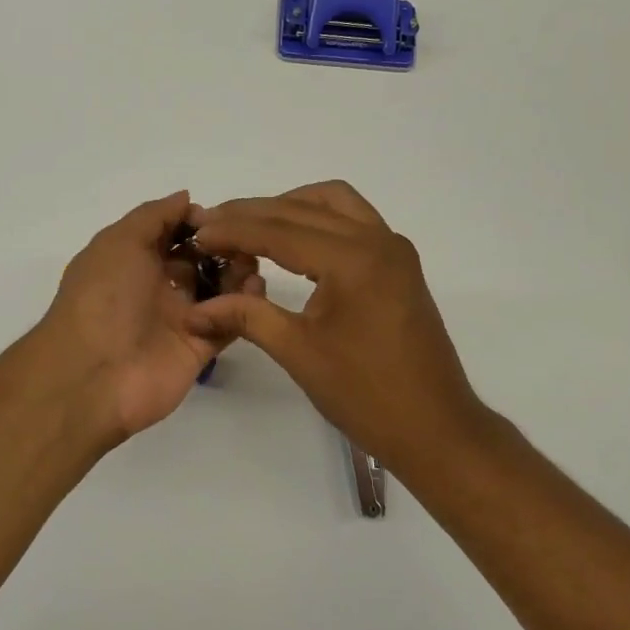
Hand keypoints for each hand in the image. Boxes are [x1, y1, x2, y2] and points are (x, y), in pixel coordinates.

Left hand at [37, 191, 262, 441]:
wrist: (94, 374)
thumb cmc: (103, 298)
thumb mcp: (119, 242)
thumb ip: (154, 216)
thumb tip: (186, 198)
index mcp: (132, 260)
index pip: (170, 233)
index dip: (195, 221)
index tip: (221, 216)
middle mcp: (156, 286)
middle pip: (198, 259)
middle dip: (223, 245)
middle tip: (246, 240)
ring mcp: (179, 317)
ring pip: (219, 287)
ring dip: (237, 271)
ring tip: (252, 263)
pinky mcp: (200, 346)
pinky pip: (229, 320)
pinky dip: (245, 305)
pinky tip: (255, 289)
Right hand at [186, 181, 490, 474]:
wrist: (434, 427)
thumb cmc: (365, 395)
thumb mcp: (298, 352)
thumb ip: (247, 317)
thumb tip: (194, 311)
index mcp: (354, 260)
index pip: (280, 231)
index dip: (234, 230)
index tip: (196, 233)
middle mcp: (378, 240)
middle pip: (304, 207)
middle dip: (255, 212)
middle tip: (213, 223)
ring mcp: (394, 249)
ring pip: (334, 203)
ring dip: (290, 206)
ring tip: (250, 225)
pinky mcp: (399, 263)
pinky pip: (354, 221)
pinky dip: (318, 219)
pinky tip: (292, 242)